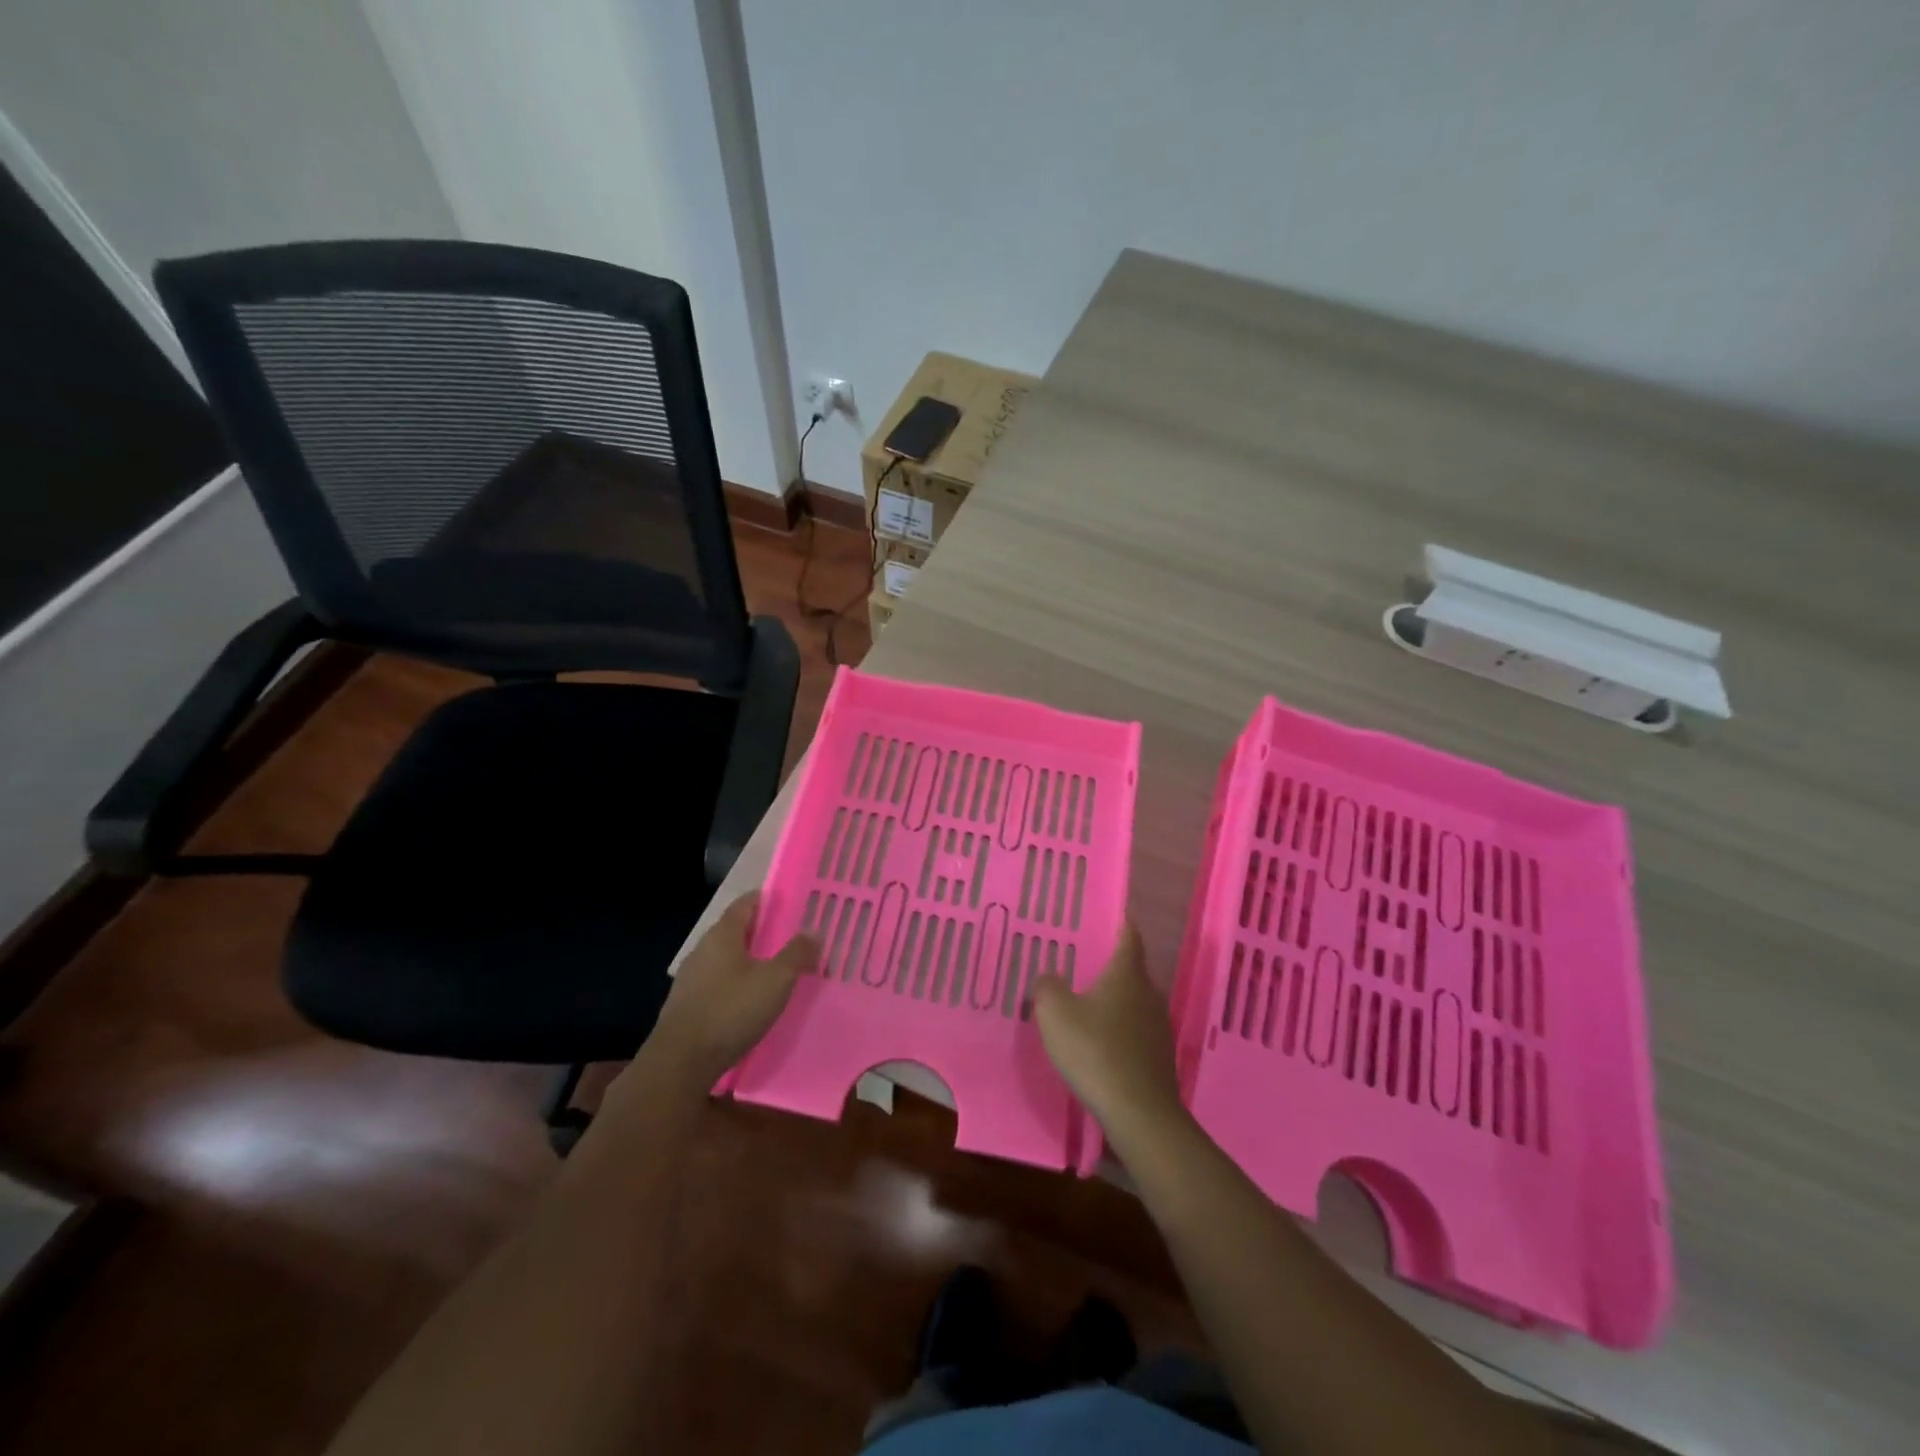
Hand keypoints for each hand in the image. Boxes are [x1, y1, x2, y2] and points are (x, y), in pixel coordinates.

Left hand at [646, 892, 817, 1085]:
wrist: (681, 1062)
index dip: (765, 900)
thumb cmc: (731, 1010)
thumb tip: (813, 932)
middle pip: (734, 932)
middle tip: (788, 938)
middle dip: (760, 933)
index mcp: (722, 935)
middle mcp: (702, 950)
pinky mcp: (686, 1006)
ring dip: (747, 961)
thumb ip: (797, 954)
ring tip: (773, 971)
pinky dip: (735, 985)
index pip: (744, 904)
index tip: (787, 902)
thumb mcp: (776, 980)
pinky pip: (717, 984)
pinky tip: (749, 1001)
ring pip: (725, 960)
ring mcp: (690, 979)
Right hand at [1032, 923, 1187, 1143]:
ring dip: (1113, 1000)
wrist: (1140, 1113)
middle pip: (1130, 970)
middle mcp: (1149, 993)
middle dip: (1109, 966)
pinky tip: (1098, 1043)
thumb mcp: (1055, 1014)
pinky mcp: (1159, 1057)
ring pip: (1133, 1002)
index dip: (1121, 923)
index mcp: (1127, 974)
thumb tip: (1049, 978)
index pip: (1128, 937)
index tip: (1113, 913)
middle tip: (1082, 962)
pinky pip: (1135, 1031)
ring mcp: (1158, 1026)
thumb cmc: (1095, 1051)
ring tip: (1085, 1003)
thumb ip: (1047, 987)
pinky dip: (1118, 1029)